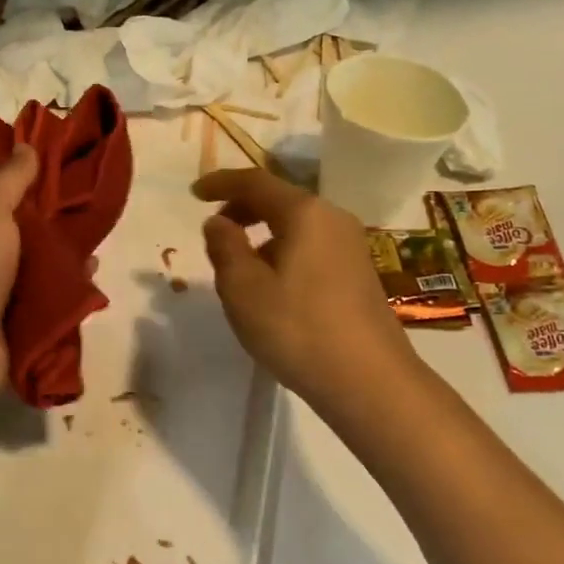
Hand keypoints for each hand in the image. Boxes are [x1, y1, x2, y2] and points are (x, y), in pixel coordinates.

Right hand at [194, 168, 414, 405]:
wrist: (369, 381)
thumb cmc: (298, 329)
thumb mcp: (244, 289)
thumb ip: (225, 247)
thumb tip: (217, 222)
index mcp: (305, 213)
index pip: (255, 182)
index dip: (221, 183)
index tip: (193, 193)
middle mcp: (332, 219)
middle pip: (279, 200)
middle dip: (242, 209)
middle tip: (214, 229)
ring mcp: (351, 246)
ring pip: (296, 226)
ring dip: (262, 234)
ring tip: (238, 264)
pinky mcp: (358, 273)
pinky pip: (310, 246)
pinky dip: (283, 252)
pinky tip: (271, 286)